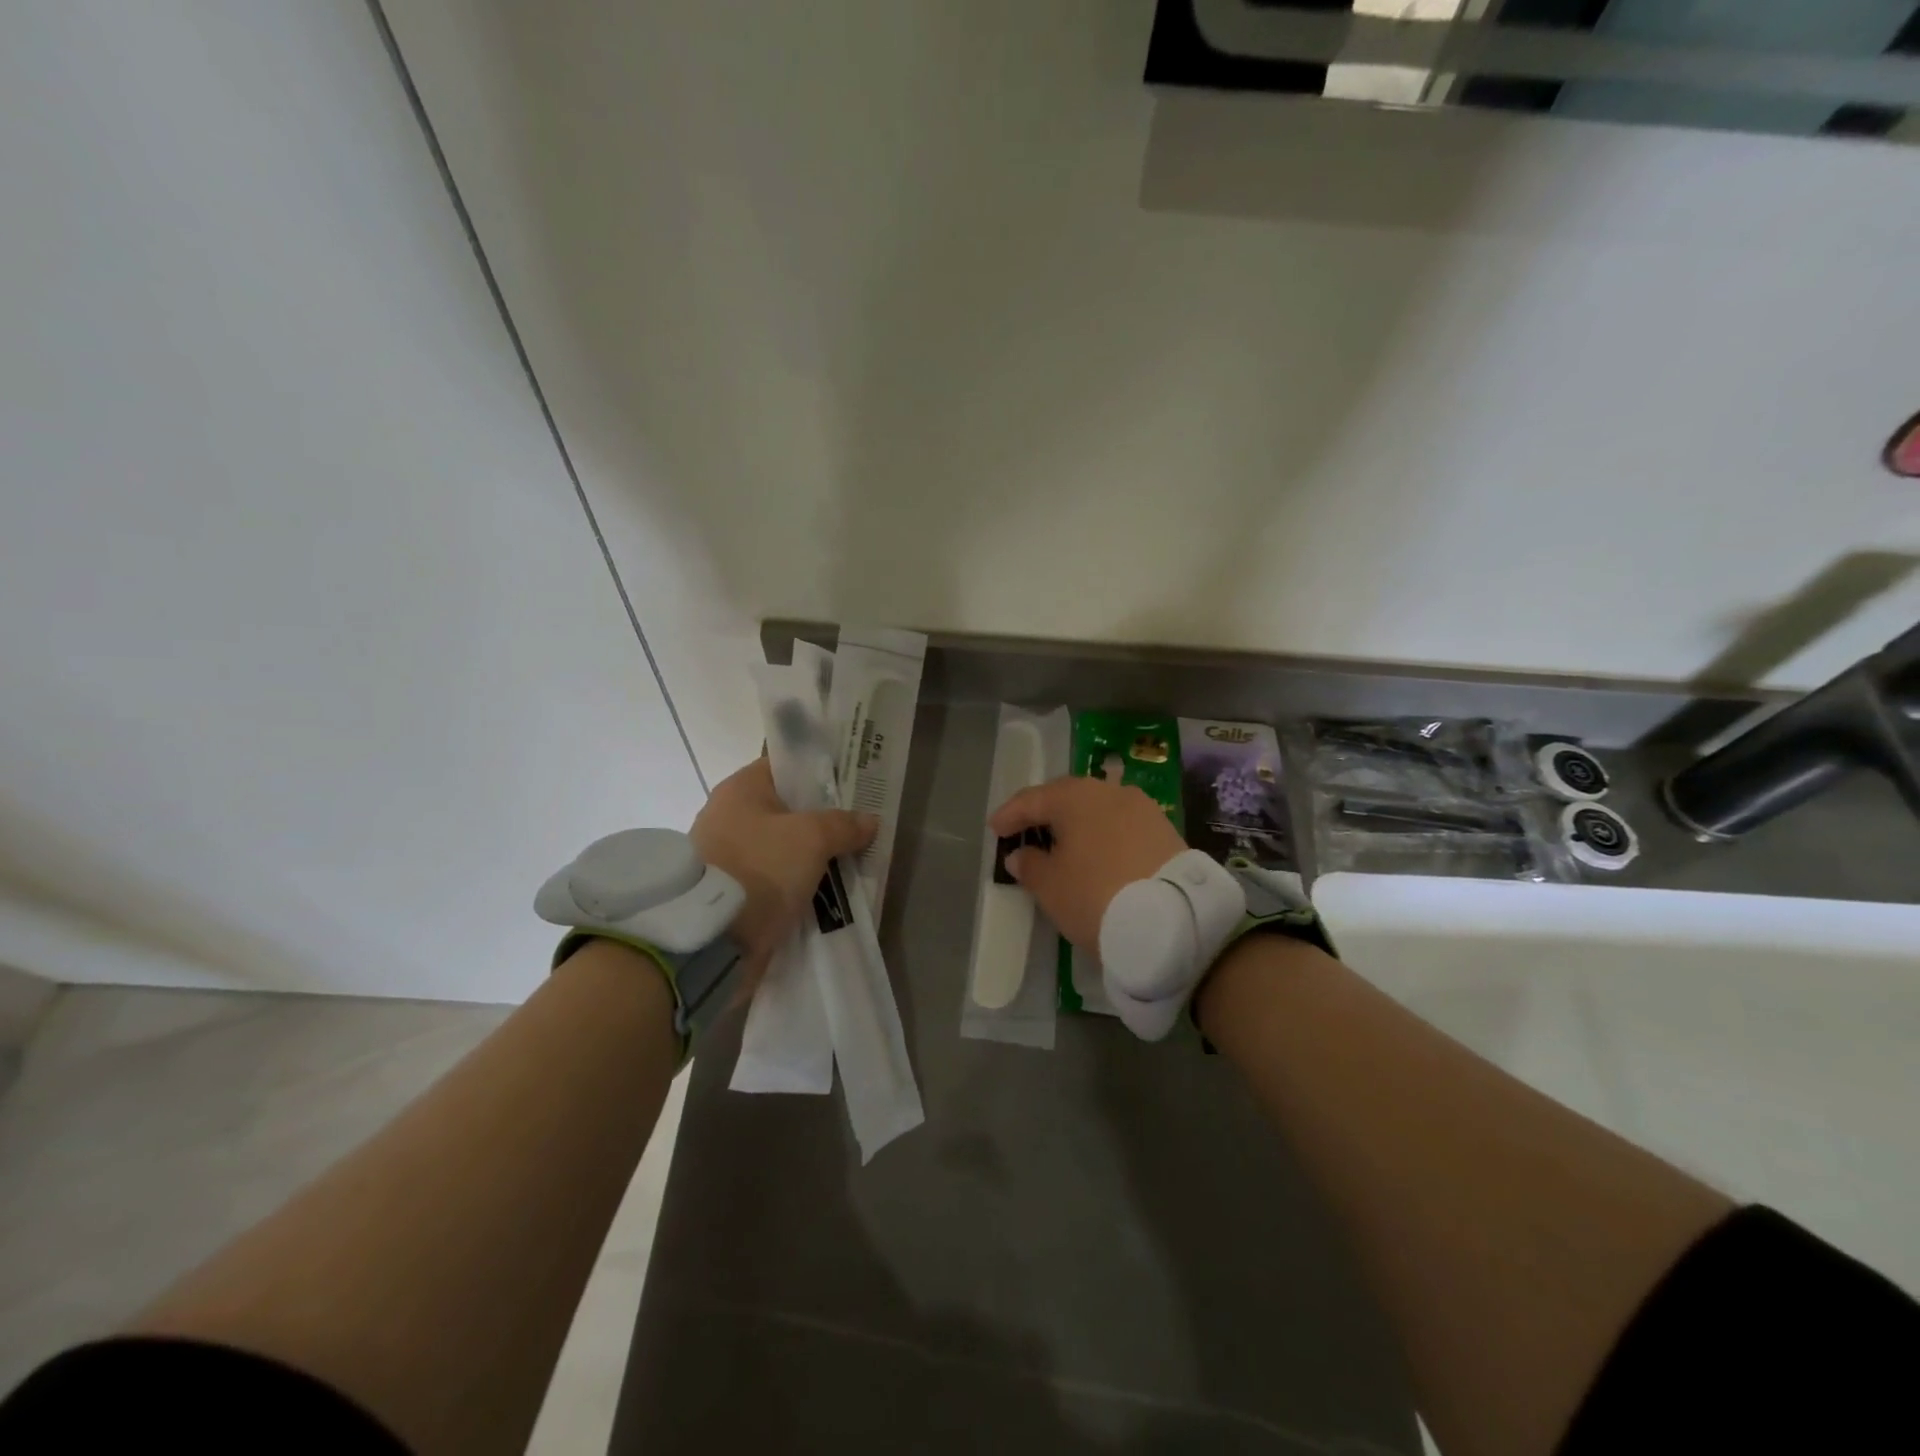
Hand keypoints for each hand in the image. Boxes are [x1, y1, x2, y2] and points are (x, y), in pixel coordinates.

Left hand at [691, 757, 877, 984]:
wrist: (713, 938)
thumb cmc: (760, 868)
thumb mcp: (812, 838)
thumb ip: (843, 825)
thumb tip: (868, 821)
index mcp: (740, 789)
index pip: (786, 767)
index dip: (820, 773)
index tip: (852, 785)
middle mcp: (728, 815)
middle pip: (786, 809)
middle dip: (822, 820)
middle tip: (858, 827)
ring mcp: (727, 855)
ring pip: (782, 847)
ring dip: (811, 856)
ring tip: (849, 862)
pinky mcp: (730, 891)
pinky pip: (773, 878)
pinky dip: (796, 883)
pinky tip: (825, 890)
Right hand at [988, 775, 1185, 961]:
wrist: (1173, 920)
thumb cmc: (1096, 895)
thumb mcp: (1050, 886)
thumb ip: (1029, 865)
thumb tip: (1021, 853)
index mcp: (1075, 796)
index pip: (1032, 799)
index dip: (1010, 815)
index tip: (994, 830)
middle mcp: (1109, 791)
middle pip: (1067, 797)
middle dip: (1044, 813)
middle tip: (1026, 831)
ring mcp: (1142, 808)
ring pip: (1097, 810)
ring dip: (1076, 824)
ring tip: (1062, 845)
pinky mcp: (1164, 830)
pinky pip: (1121, 825)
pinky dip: (1102, 835)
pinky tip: (1096, 853)